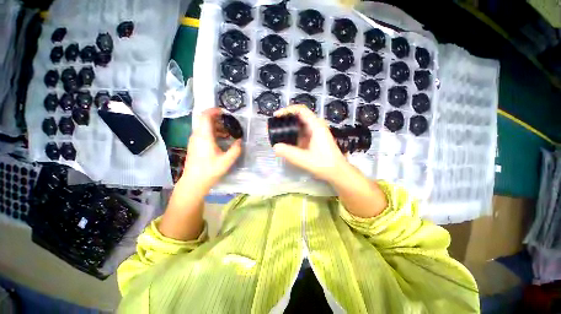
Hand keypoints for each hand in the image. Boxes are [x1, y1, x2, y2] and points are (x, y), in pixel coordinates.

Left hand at [181, 108, 241, 190]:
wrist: (194, 181)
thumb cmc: (210, 170)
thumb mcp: (227, 161)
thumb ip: (236, 149)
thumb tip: (239, 140)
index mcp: (204, 136)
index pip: (205, 116)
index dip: (214, 111)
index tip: (225, 112)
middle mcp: (197, 135)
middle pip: (204, 119)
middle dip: (217, 118)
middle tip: (229, 123)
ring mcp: (194, 140)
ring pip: (204, 126)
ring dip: (216, 126)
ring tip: (228, 132)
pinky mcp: (194, 145)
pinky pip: (203, 133)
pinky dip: (213, 132)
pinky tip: (222, 139)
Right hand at [272, 105, 349, 181]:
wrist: (337, 171)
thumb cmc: (324, 164)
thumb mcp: (305, 159)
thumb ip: (289, 153)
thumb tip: (275, 147)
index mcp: (316, 126)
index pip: (301, 110)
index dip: (287, 110)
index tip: (276, 116)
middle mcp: (316, 126)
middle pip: (299, 116)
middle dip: (286, 119)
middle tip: (274, 125)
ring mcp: (315, 133)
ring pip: (299, 125)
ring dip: (289, 127)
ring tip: (277, 133)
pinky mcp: (314, 139)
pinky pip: (301, 133)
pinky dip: (292, 135)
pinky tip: (286, 141)